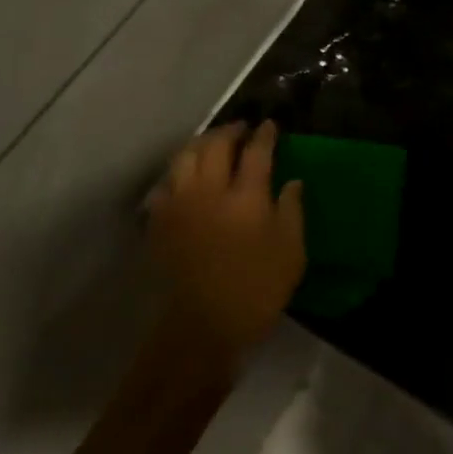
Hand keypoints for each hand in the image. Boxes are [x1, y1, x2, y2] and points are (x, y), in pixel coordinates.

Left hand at [147, 120, 305, 357]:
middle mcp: (209, 191)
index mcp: (246, 197)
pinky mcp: (160, 223)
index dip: (264, 135)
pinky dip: (177, 172)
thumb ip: (292, 210)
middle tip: (241, 129)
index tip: (270, 125)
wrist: (202, 328)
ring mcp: (180, 205)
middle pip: (214, 146)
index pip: (256, 152)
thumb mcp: (291, 252)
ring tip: (212, 144)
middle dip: (229, 131)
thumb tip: (292, 181)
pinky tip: (185, 176)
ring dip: (201, 144)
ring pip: (184, 158)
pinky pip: (165, 184)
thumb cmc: (256, 290)